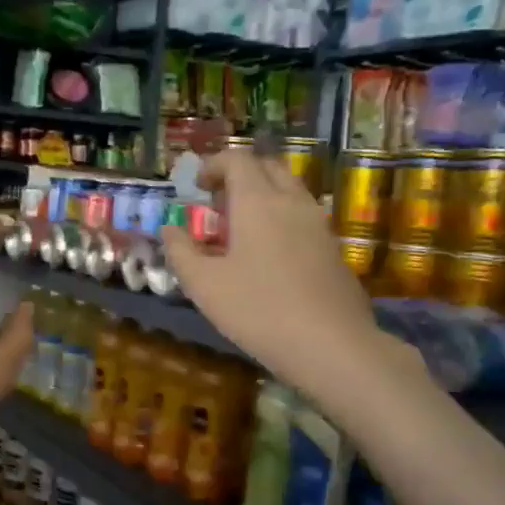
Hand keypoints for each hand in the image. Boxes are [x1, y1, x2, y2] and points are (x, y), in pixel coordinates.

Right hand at [160, 153, 391, 393]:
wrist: (331, 345)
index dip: (214, 165)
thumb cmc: (258, 310)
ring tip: (242, 230)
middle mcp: (292, 202)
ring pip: (290, 191)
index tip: (197, 186)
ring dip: (264, 196)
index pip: (238, 159)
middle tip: (219, 203)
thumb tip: (170, 229)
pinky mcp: (334, 249)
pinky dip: (282, 219)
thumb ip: (181, 252)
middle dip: (241, 175)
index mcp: (257, 201)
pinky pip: (304, 217)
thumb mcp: (204, 285)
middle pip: (268, 167)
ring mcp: (319, 224)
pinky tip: (270, 256)